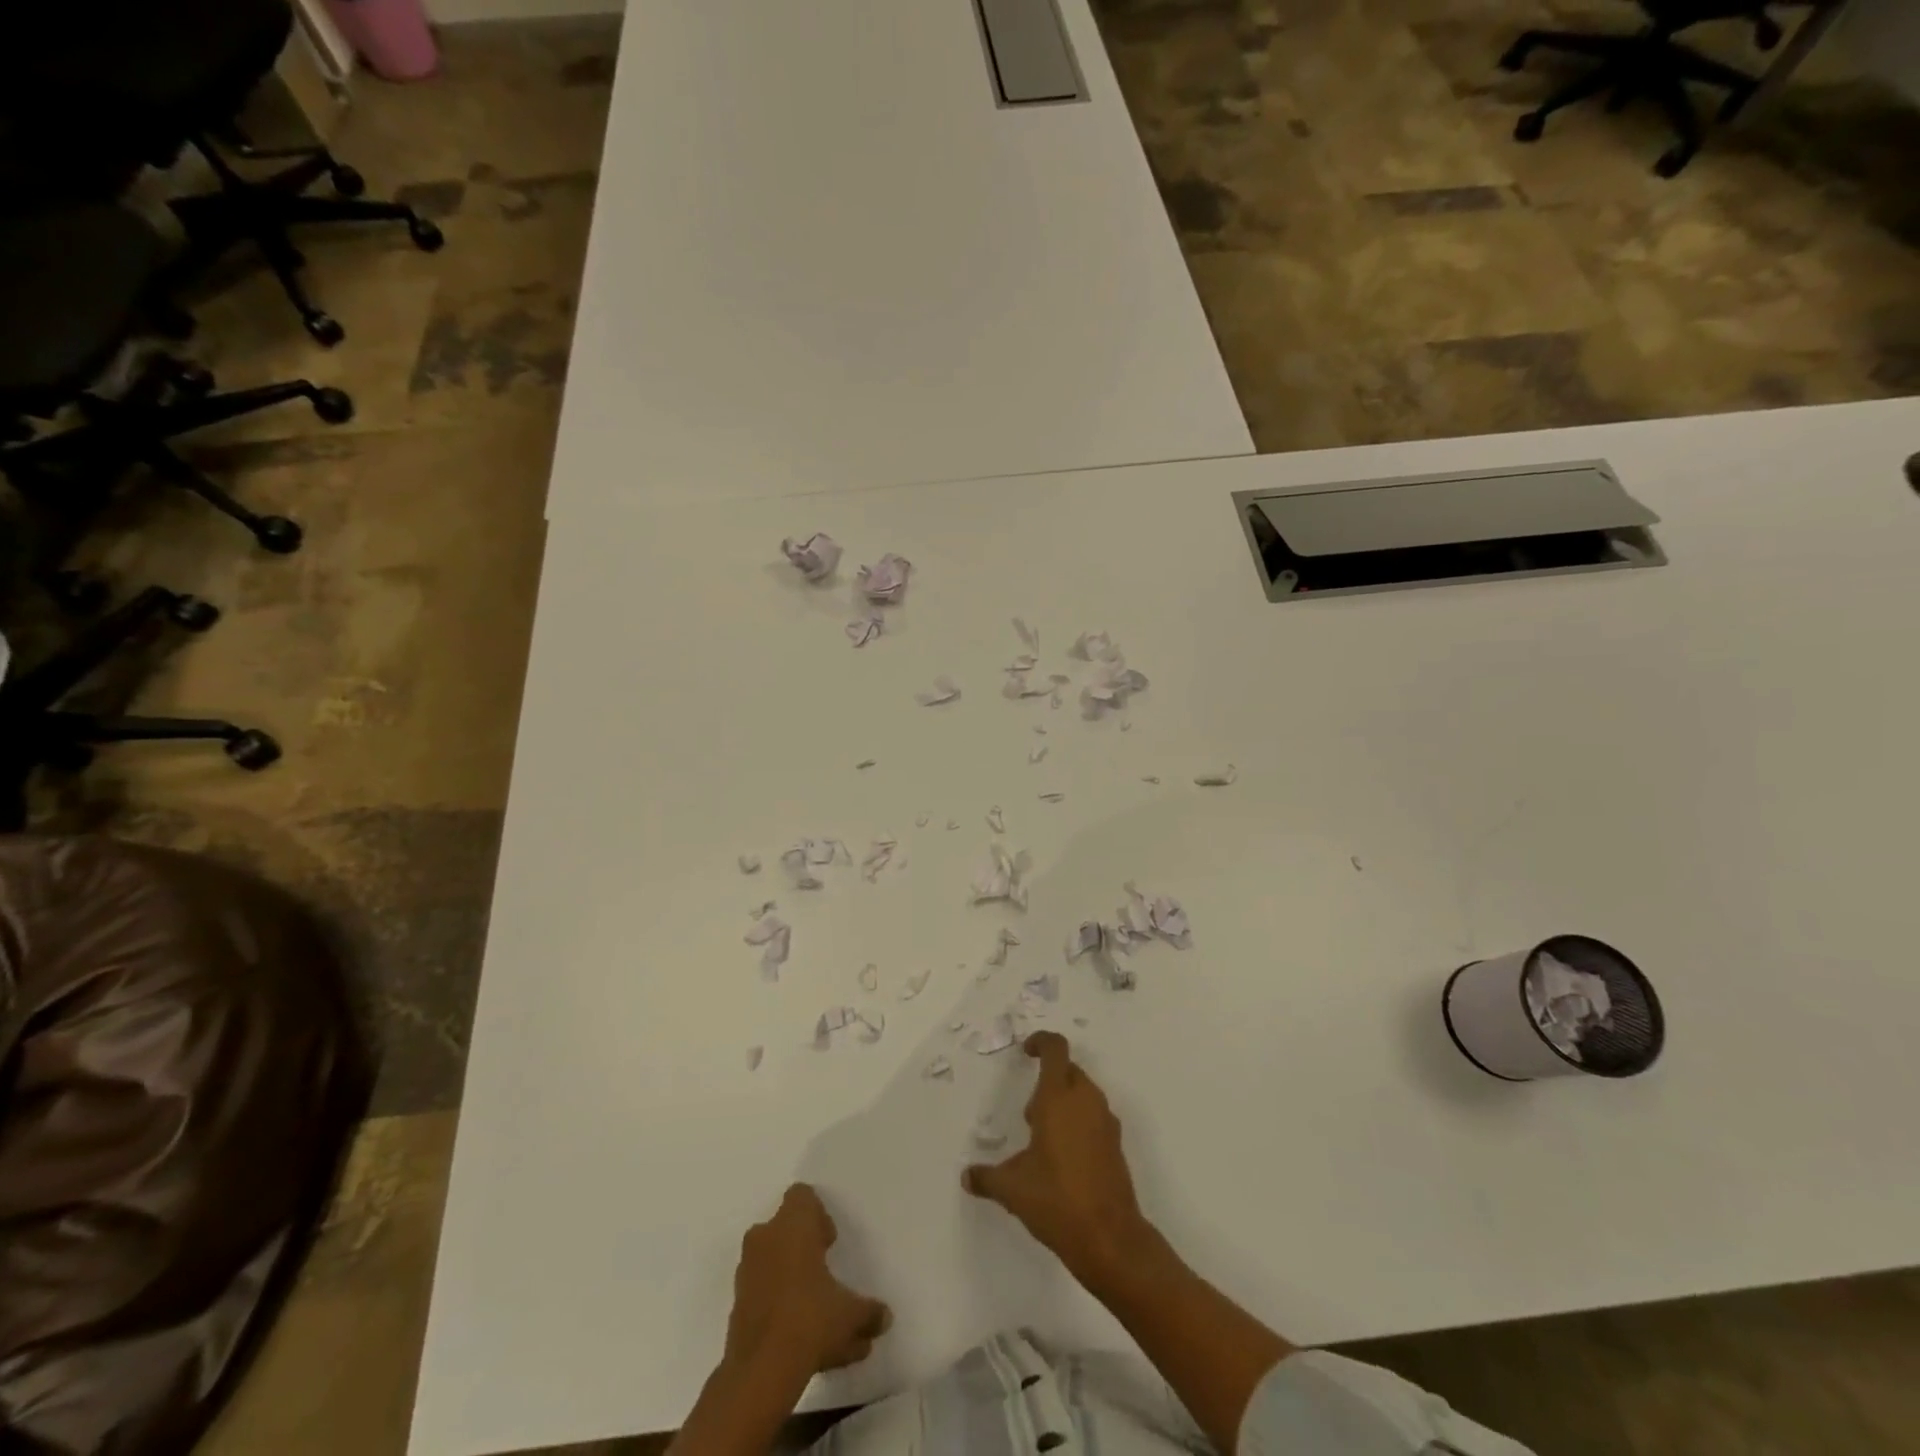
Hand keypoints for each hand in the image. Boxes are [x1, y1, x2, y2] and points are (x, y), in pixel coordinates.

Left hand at [724, 1184, 889, 1377]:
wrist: (760, 1372)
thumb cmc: (810, 1319)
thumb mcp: (851, 1314)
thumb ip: (869, 1312)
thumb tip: (885, 1317)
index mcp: (792, 1225)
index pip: (801, 1196)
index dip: (817, 1214)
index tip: (829, 1241)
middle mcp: (765, 1239)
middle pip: (784, 1228)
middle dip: (803, 1246)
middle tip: (824, 1270)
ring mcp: (746, 1273)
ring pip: (772, 1262)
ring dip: (791, 1278)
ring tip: (817, 1313)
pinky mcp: (736, 1306)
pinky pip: (763, 1293)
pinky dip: (779, 1306)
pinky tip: (801, 1339)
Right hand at [962, 1032, 1155, 1288]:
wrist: (1110, 1238)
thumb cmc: (1056, 1200)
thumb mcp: (1012, 1188)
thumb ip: (987, 1177)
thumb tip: (968, 1176)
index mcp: (1059, 1098)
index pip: (1055, 1049)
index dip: (1040, 1042)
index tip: (1026, 1052)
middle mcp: (1086, 1100)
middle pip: (1068, 1070)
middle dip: (1048, 1081)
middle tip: (1028, 1114)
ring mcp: (1106, 1122)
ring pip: (1083, 1093)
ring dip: (1064, 1102)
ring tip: (1042, 1139)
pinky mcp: (1116, 1144)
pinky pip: (1094, 1116)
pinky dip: (1078, 1122)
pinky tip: (1064, 1158)